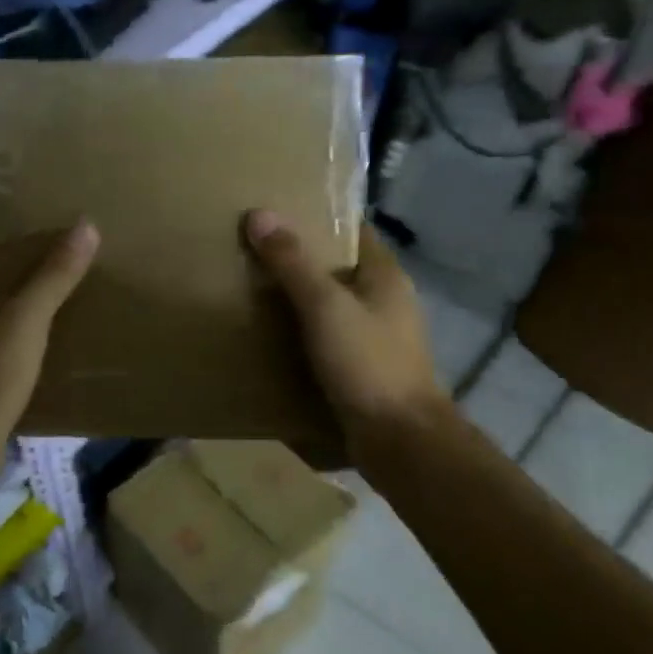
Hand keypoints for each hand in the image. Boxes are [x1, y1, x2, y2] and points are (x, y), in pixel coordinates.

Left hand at [0, 221, 98, 440]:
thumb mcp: (26, 319)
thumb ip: (54, 274)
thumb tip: (85, 225)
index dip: (2, 219)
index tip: (40, 209)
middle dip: (19, 257)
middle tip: (64, 243)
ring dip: (19, 295)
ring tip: (63, 283)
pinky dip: (17, 330)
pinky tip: (47, 333)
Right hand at [244, 209, 447, 446]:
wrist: (399, 440)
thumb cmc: (367, 363)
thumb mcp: (325, 306)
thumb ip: (292, 262)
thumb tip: (259, 214)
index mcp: (386, 275)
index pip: (352, 230)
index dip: (317, 218)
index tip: (275, 213)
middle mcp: (386, 301)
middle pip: (339, 269)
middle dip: (300, 261)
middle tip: (253, 252)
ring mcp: (378, 338)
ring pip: (333, 307)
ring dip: (299, 301)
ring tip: (252, 292)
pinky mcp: (365, 370)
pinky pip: (329, 340)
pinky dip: (304, 335)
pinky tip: (271, 339)